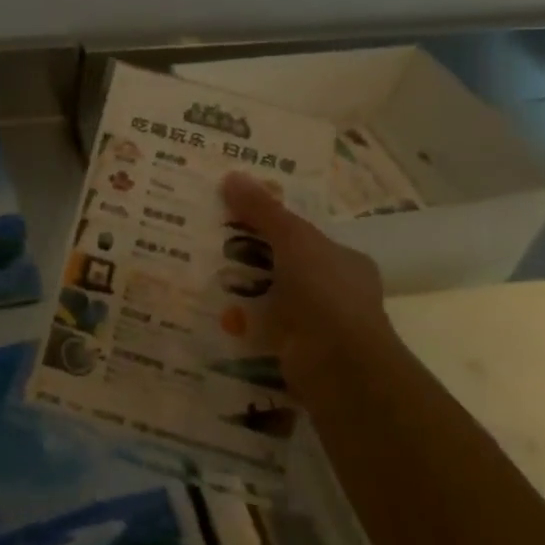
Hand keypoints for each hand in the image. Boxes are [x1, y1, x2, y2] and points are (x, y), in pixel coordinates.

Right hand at [221, 172, 392, 396]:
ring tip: (198, 273)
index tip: (238, 214)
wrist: (339, 369)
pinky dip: (239, 325)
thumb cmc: (325, 293)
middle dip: (250, 257)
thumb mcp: (293, 238)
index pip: (305, 235)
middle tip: (207, 240)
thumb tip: (231, 175)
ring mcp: (318, 328)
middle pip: (284, 266)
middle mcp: (337, 293)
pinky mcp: (297, 355)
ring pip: (271, 300)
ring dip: (241, 292)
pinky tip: (209, 313)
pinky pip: (261, 332)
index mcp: (346, 262)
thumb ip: (263, 210)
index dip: (273, 223)